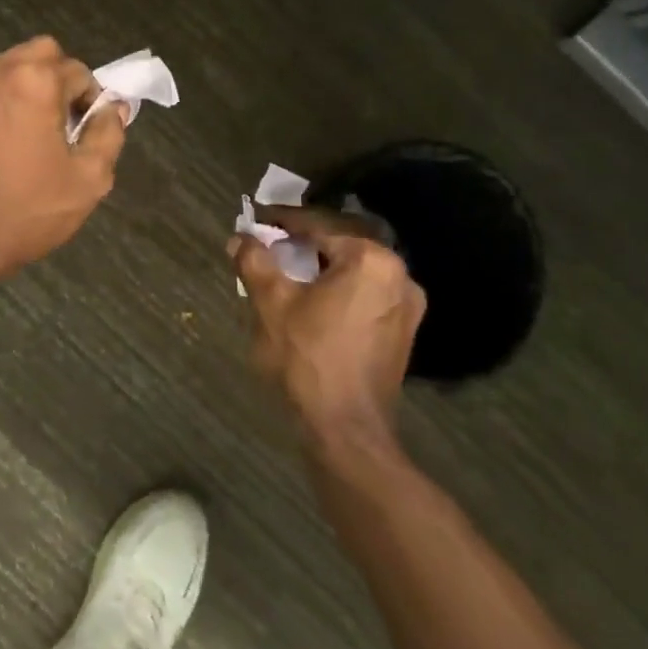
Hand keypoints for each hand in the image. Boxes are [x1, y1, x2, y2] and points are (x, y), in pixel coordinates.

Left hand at [0, 36, 126, 281]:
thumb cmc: (29, 210)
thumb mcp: (89, 178)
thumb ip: (109, 132)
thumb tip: (114, 107)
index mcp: (34, 81)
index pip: (79, 72)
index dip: (91, 101)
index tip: (89, 132)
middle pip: (43, 55)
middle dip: (60, 82)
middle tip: (64, 125)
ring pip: (12, 67)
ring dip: (30, 88)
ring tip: (35, 133)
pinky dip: (4, 100)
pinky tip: (7, 139)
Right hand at [231, 207, 425, 451]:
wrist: (346, 429)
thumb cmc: (308, 358)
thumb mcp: (272, 303)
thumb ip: (255, 261)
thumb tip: (240, 238)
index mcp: (371, 260)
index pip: (319, 225)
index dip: (284, 221)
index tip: (257, 219)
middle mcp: (399, 275)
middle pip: (340, 246)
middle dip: (303, 245)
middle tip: (269, 246)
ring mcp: (406, 306)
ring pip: (354, 272)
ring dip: (321, 268)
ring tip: (286, 273)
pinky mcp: (402, 332)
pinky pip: (365, 295)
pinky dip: (338, 290)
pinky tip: (311, 301)